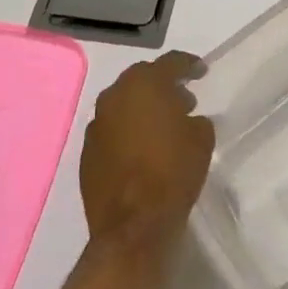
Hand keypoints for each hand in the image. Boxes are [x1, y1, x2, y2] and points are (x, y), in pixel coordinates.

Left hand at [79, 51, 215, 245]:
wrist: (133, 225)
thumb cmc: (173, 173)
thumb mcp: (201, 140)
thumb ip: (194, 120)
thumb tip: (186, 119)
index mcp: (144, 85)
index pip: (170, 62)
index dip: (188, 65)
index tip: (201, 71)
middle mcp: (114, 96)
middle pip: (141, 79)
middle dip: (162, 85)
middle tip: (182, 99)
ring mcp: (96, 124)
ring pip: (123, 104)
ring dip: (142, 108)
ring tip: (163, 125)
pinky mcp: (86, 151)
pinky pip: (111, 129)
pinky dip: (127, 131)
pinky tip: (142, 148)